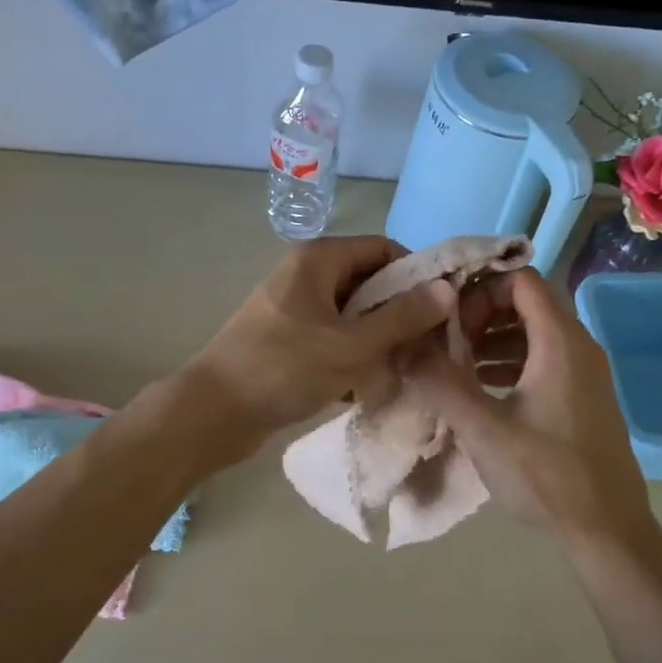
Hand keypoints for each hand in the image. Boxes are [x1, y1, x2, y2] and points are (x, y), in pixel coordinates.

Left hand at [180, 236, 454, 455]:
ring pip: (354, 316)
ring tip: (401, 372)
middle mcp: (307, 274)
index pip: (385, 250)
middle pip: (370, 283)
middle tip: (426, 349)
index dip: (417, 276)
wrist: (214, 413)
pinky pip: (334, 338)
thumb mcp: (351, 345)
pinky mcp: (289, 338)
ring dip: (378, 342)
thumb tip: (447, 289)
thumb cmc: (284, 368)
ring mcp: (296, 307)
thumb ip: (402, 317)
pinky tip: (366, 387)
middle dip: (399, 315)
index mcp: (320, 259)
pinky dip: (353, 357)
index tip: (442, 312)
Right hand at [405, 268, 652, 540]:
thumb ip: (441, 383)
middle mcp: (578, 347)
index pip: (521, 280)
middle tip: (447, 343)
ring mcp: (583, 373)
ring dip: (492, 341)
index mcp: (560, 342)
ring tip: (455, 366)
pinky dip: (509, 363)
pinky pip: (542, 360)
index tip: (449, 319)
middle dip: (481, 315)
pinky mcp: (581, 398)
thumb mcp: (484, 429)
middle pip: (526, 304)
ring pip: (533, 334)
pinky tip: (480, 390)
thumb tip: (403, 348)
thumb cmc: (547, 475)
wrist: (608, 531)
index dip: (481, 290)